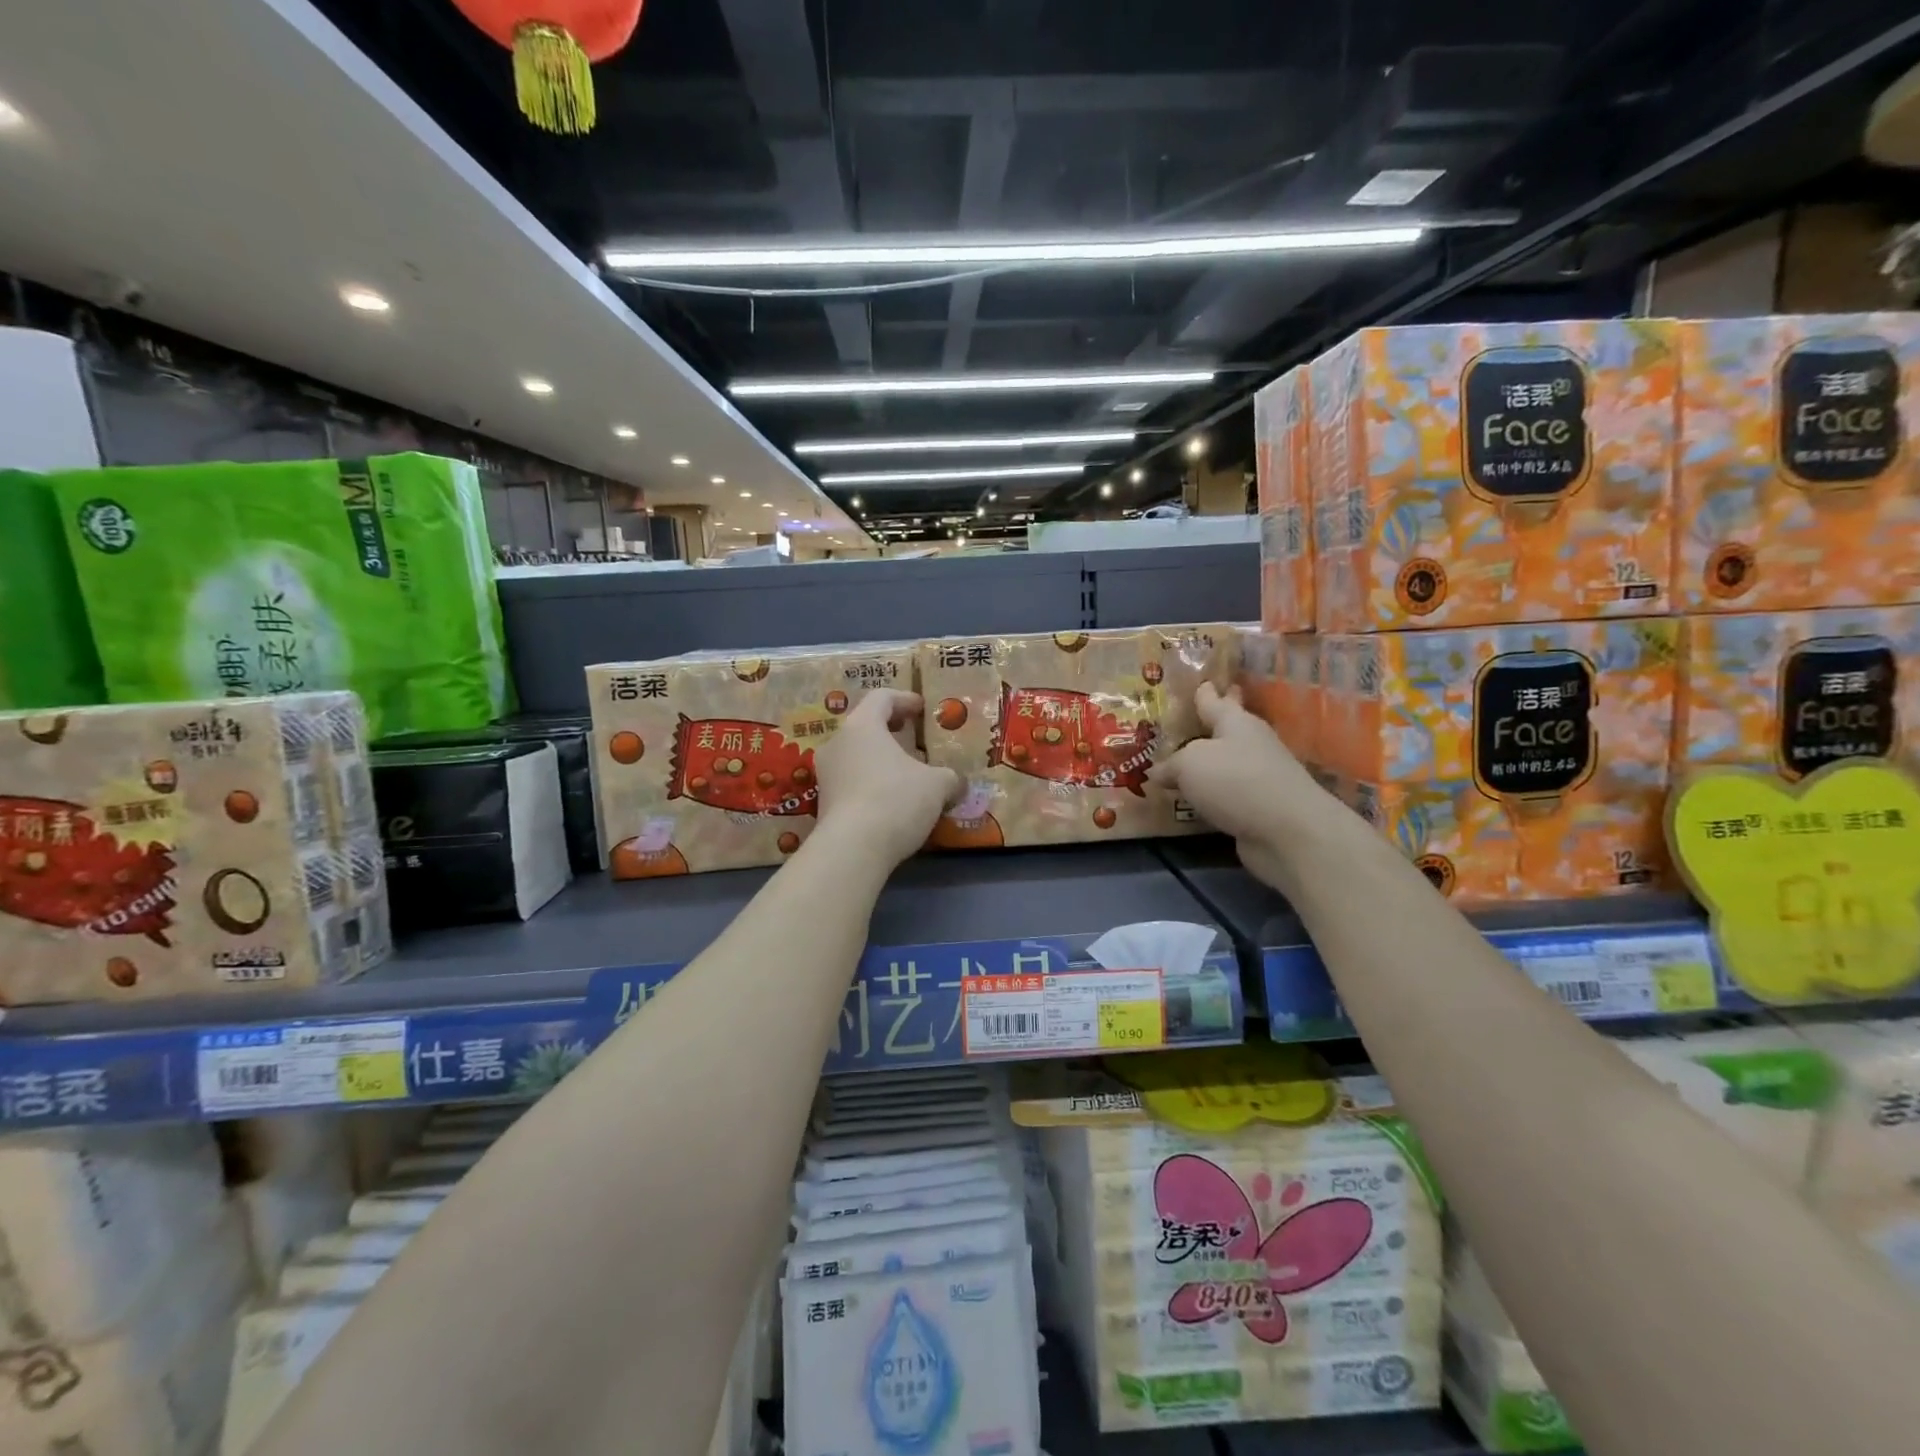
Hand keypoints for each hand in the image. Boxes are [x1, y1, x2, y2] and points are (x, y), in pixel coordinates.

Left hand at [812, 690, 961, 869]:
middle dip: (892, 731)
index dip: (905, 700)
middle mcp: (837, 743)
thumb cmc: (896, 799)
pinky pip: (852, 782)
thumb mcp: (937, 785)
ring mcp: (826, 774)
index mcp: (862, 726)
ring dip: (881, 760)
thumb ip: (949, 778)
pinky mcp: (824, 803)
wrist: (853, 849)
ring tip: (907, 774)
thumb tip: (957, 783)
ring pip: (857, 755)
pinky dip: (872, 784)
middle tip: (914, 739)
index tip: (923, 709)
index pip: (882, 698)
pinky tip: (892, 801)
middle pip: (865, 726)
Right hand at [1147, 682, 1331, 886]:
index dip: (1205, 692)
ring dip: (1210, 761)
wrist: (1287, 831)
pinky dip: (1214, 793)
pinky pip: (1228, 793)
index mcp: (1235, 722)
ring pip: (1228, 762)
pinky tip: (1197, 797)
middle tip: (1195, 715)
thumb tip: (1157, 772)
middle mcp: (1251, 743)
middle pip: (1228, 728)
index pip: (1214, 701)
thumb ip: (1171, 765)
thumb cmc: (1234, 781)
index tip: (1202, 682)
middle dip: (1213, 721)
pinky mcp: (1261, 806)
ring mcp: (1260, 776)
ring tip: (1185, 761)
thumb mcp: (1189, 764)